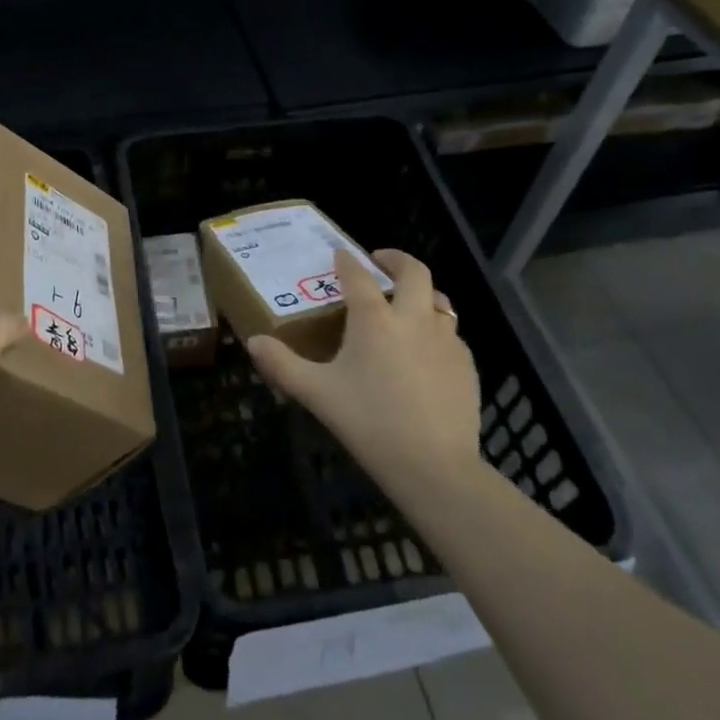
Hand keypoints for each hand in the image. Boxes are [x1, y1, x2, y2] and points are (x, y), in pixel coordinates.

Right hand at [246, 248, 482, 495]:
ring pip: (439, 300)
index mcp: (374, 319)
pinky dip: (437, 331)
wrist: (435, 466)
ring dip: (422, 294)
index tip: (340, 254)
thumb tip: (253, 343)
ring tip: (408, 304)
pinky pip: (452, 335)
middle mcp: (413, 318)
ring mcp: (446, 341)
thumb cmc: (369, 423)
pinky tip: (427, 353)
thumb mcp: (317, 394)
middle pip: (414, 272)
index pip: (358, 276)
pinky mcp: (467, 365)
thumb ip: (282, 365)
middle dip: (397, 259)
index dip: (346, 261)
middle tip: (381, 262)